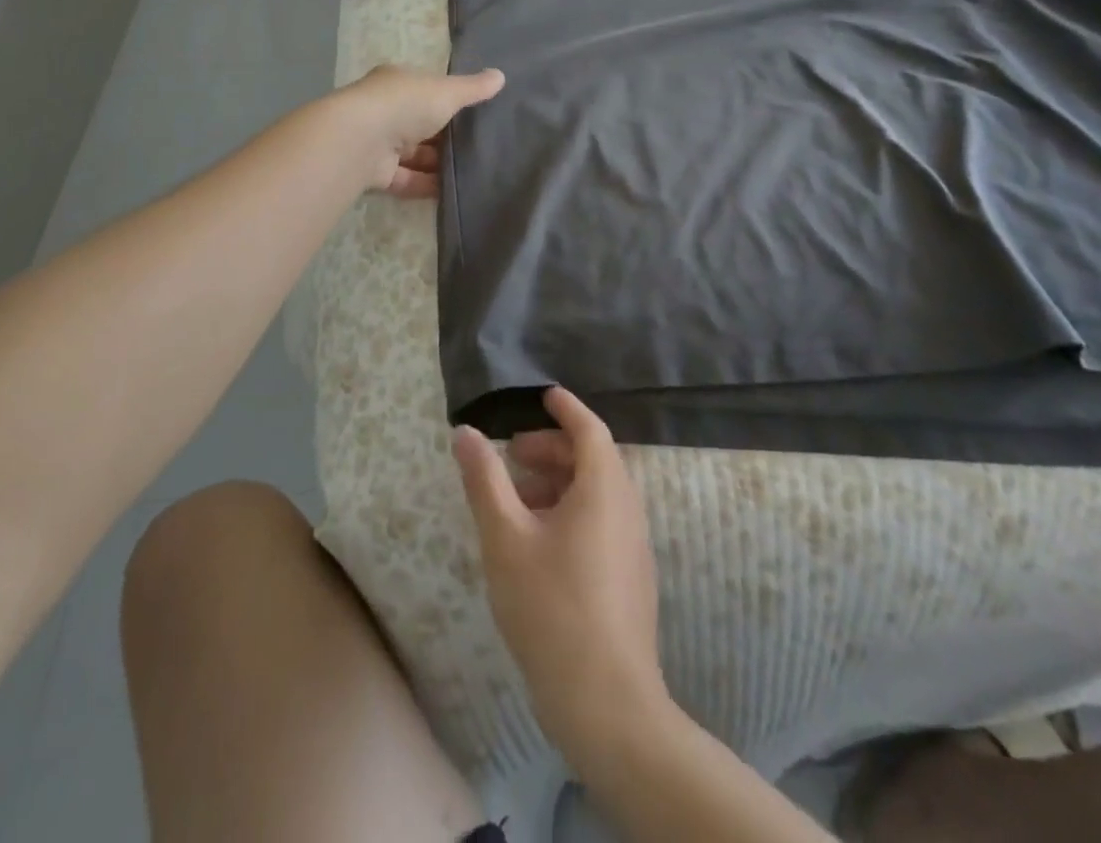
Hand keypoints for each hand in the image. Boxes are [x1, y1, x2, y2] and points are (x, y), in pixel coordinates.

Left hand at [331, 64, 503, 197]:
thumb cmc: (405, 104)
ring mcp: (379, 143)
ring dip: (439, 164)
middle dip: (446, 137)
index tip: (475, 114)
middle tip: (480, 148)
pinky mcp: (376, 174)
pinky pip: (407, 180)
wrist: (361, 140)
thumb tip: (501, 75)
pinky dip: (428, 184)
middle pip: (421, 125)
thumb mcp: (446, 92)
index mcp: (397, 84)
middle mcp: (385, 111)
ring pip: (415, 155)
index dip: (448, 101)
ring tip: (473, 173)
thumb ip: (473, 88)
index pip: (425, 90)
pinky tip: (453, 191)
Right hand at [453, 388, 667, 761]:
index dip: (566, 408)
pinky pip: (602, 520)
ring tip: (517, 500)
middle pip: (593, 459)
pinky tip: (539, 541)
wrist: (607, 704)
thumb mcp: (506, 538)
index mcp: (605, 488)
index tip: (543, 396)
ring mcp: (634, 545)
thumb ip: (485, 480)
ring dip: (559, 482)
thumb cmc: (551, 608)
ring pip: (597, 492)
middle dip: (552, 448)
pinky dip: (572, 510)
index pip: (590, 428)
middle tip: (513, 456)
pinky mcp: (631, 577)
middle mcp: (627, 508)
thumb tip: (466, 433)